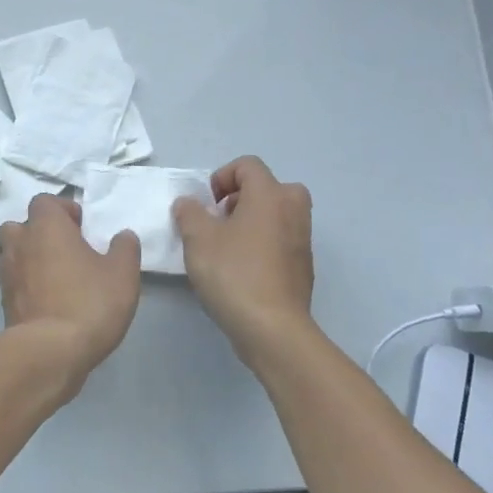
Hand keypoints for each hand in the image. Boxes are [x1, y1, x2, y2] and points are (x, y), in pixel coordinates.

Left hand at [0, 194, 141, 384]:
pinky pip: (14, 283)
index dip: (63, 209)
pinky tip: (49, 302)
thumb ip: (124, 248)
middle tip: (65, 250)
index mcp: (45, 227)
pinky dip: (27, 286)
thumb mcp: (122, 274)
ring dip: (30, 259)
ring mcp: (6, 274)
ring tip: (57, 277)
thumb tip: (122, 236)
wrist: (50, 352)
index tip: (82, 227)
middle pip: (20, 226)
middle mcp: (19, 244)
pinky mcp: (3, 303)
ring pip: (13, 255)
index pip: (44, 201)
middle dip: (39, 233)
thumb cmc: (89, 302)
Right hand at [173, 156, 315, 358]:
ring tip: (225, 248)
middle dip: (239, 198)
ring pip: (275, 214)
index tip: (206, 205)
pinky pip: (281, 239)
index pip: (247, 165)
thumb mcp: (198, 239)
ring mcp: (303, 238)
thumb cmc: (233, 274)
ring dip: (250, 221)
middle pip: (267, 187)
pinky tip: (241, 270)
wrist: (272, 327)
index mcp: (270, 194)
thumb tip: (189, 204)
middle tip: (218, 221)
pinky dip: (262, 243)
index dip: (221, 177)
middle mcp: (293, 209)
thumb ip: (189, 213)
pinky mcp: (303, 265)